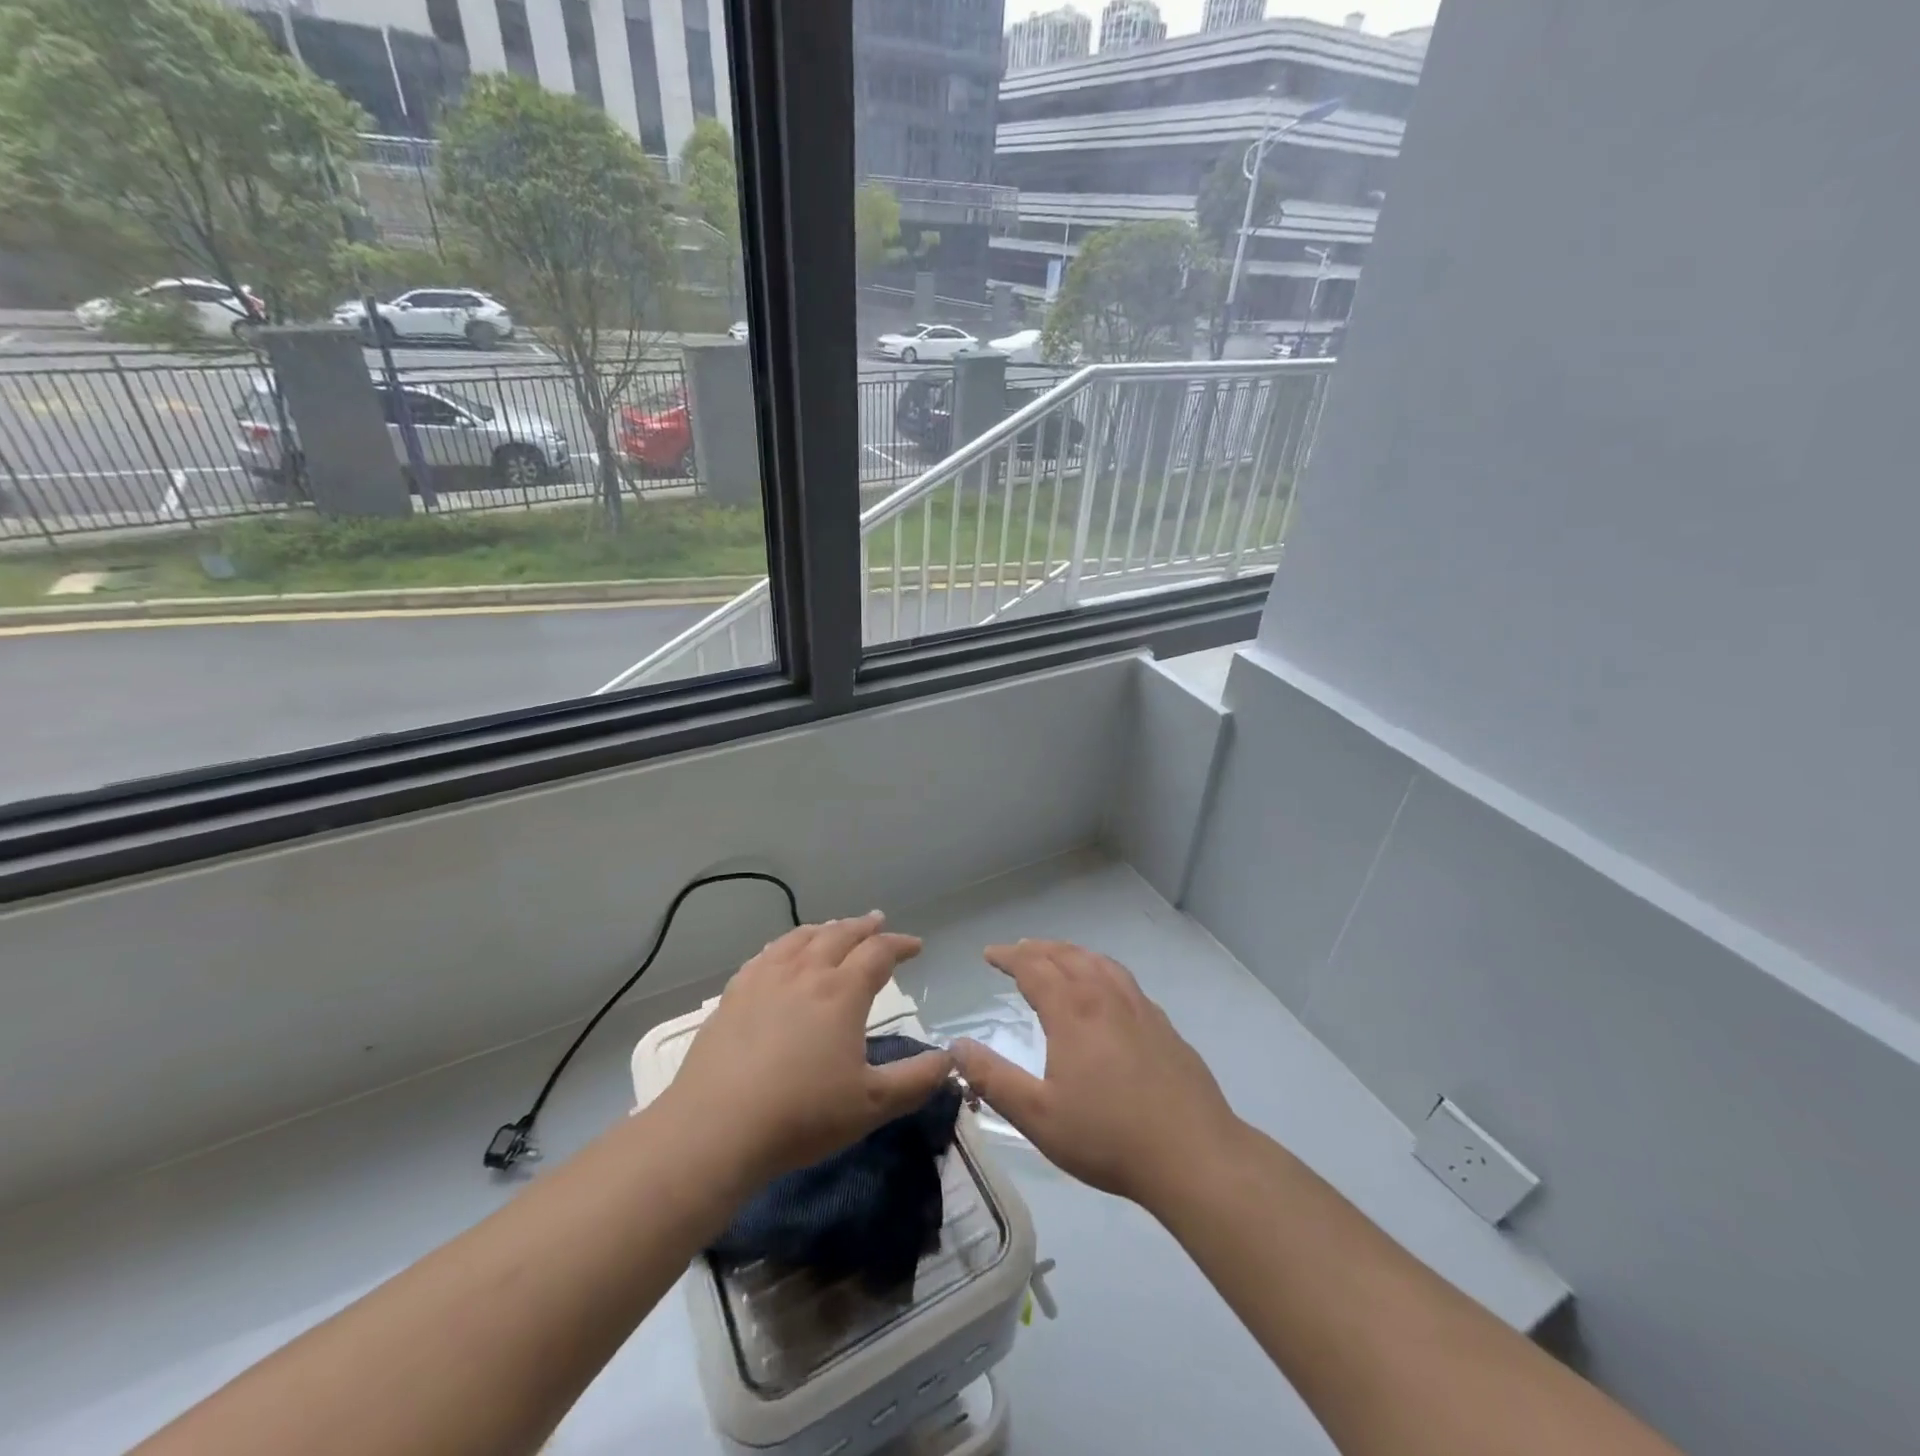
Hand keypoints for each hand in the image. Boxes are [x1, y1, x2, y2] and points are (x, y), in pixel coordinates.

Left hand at [667, 912, 952, 1184]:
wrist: (716, 1129)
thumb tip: (950, 1060)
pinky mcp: (733, 994)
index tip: (916, 945)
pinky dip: (786, 944)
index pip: (878, 952)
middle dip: (864, 926)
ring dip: (825, 928)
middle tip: (878, 920)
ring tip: (834, 927)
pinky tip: (782, 953)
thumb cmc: (801, 1115)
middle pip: (839, 934)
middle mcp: (806, 972)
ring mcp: (765, 979)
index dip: (900, 944)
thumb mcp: (871, 1104)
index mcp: (842, 992)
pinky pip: (766, 954)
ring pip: (801, 938)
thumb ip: (916, 1080)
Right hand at [950, 940, 1241, 1213]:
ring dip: (1070, 952)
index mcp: (1073, 1011)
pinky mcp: (1162, 1025)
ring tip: (1056, 957)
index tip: (989, 954)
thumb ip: (993, 1079)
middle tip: (1016, 952)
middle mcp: (1105, 997)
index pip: (1033, 967)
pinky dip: (1100, 969)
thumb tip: (956, 1047)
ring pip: (1098, 962)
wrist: (1193, 1154)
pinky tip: (1104, 989)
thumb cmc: (1108, 1137)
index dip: (1008, 956)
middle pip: (1066, 955)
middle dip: (1036, 949)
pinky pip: (1123, 979)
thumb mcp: (1038, 1116)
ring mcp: (1139, 1007)